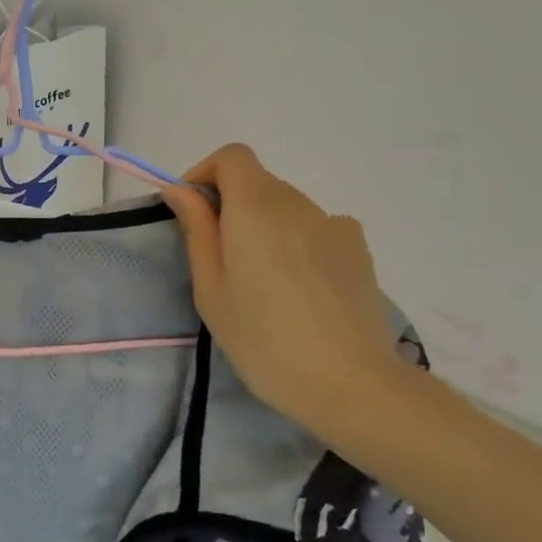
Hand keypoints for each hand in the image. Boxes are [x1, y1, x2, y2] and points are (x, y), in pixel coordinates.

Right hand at [162, 144, 405, 431]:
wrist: (350, 383)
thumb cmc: (263, 339)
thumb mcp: (212, 289)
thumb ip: (197, 231)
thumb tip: (181, 191)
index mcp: (257, 208)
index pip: (233, 157)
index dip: (206, 174)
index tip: (191, 212)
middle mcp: (299, 204)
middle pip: (258, 183)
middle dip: (231, 208)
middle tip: (219, 262)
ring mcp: (335, 225)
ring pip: (287, 209)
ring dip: (265, 229)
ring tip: (262, 285)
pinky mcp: (359, 250)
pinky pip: (316, 230)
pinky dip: (297, 244)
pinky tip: (299, 290)